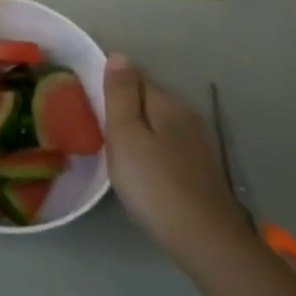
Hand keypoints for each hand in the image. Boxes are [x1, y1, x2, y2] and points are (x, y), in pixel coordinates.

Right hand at [103, 55, 246, 267]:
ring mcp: (197, 142)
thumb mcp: (126, 136)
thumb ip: (120, 95)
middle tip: (97, 131)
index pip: (134, 76)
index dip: (110, 87)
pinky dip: (150, 149)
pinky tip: (141, 170)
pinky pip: (167, 144)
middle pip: (147, 99)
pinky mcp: (200, 167)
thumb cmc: (155, 185)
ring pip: (158, 123)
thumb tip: (118, 55)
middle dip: (123, 108)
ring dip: (137, 130)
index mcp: (167, 102)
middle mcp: (187, 114)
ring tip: (114, 152)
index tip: (89, 106)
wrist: (206, 240)